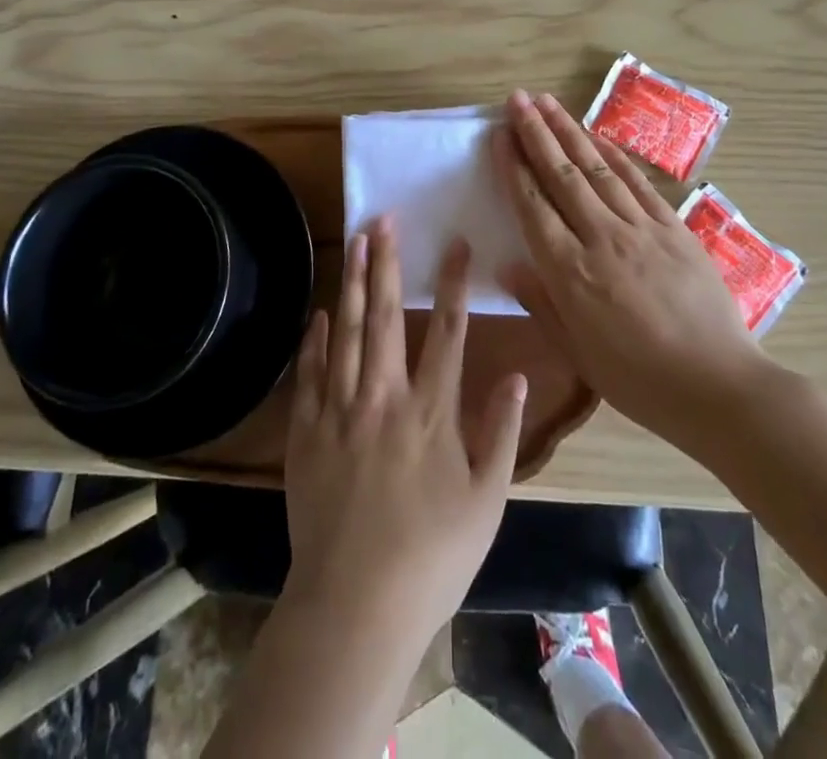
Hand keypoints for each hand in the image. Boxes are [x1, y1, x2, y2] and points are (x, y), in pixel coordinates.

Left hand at [283, 217, 525, 643]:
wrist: (355, 606)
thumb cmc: (431, 555)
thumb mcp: (486, 500)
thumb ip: (502, 431)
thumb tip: (519, 373)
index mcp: (431, 411)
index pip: (448, 331)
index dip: (452, 282)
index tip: (455, 243)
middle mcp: (384, 397)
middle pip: (388, 317)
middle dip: (388, 263)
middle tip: (383, 220)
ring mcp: (340, 412)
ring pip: (348, 333)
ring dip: (354, 284)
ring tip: (355, 243)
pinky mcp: (307, 433)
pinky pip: (310, 374)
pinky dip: (315, 340)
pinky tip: (320, 313)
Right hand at [495, 89, 768, 448]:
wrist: (719, 386)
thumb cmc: (639, 380)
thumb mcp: (578, 354)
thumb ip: (541, 303)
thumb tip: (507, 265)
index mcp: (571, 272)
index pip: (533, 205)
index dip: (513, 166)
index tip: (500, 135)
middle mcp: (601, 238)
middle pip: (561, 175)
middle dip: (536, 133)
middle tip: (517, 99)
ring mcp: (641, 228)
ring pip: (596, 169)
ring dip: (570, 132)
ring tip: (548, 102)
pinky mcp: (673, 228)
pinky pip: (637, 182)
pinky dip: (613, 155)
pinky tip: (597, 137)